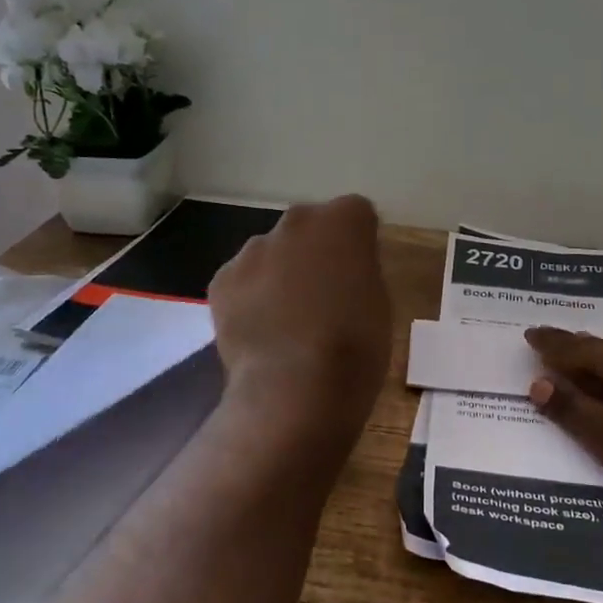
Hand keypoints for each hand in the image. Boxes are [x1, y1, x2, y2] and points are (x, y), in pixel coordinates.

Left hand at [209, 196, 392, 418]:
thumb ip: (361, 273)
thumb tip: (344, 271)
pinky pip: (243, 281)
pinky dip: (251, 299)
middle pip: (308, 227)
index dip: (358, 243)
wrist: (294, 389)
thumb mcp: (380, 304)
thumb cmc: (355, 347)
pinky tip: (261, 333)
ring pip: (271, 253)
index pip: (356, 214)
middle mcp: (295, 222)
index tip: (359, 273)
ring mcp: (253, 249)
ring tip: (287, 322)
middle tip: (323, 296)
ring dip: (280, 274)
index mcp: (343, 222)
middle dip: (315, 252)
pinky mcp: (222, 280)